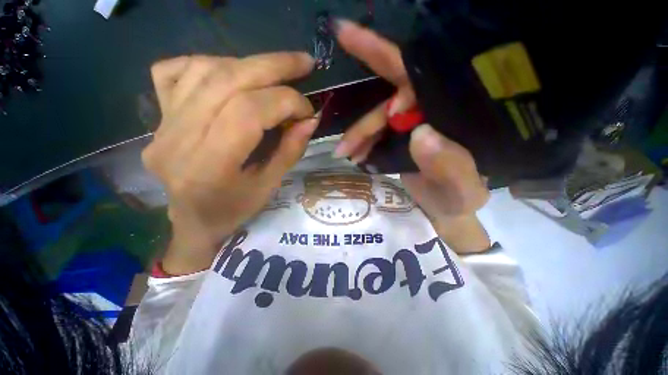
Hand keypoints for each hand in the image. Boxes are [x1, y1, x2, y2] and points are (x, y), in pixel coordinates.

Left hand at [143, 53, 316, 272]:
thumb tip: (310, 119)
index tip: (308, 110)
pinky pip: (172, 72)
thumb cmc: (235, 210)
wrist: (193, 220)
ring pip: (202, 70)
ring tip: (272, 73)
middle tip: (304, 62)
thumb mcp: (270, 186)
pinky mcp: (156, 118)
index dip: (286, 101)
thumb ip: (290, 150)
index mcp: (210, 167)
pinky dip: (205, 63)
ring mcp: (161, 126)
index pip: (248, 113)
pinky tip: (228, 74)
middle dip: (273, 66)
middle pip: (226, 82)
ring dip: (246, 64)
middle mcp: (178, 140)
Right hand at [336, 20, 489, 251]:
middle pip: (390, 98)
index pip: (418, 75)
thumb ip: (450, 165)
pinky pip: (376, 134)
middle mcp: (433, 111)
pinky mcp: (401, 138)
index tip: (347, 35)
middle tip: (344, 142)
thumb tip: (420, 134)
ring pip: (378, 119)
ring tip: (347, 155)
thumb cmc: (458, 200)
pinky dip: (363, 143)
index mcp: (452, 112)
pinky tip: (356, 156)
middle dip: (364, 119)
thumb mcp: (461, 188)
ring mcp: (414, 124)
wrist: (446, 211)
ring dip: (359, 136)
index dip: (383, 56)